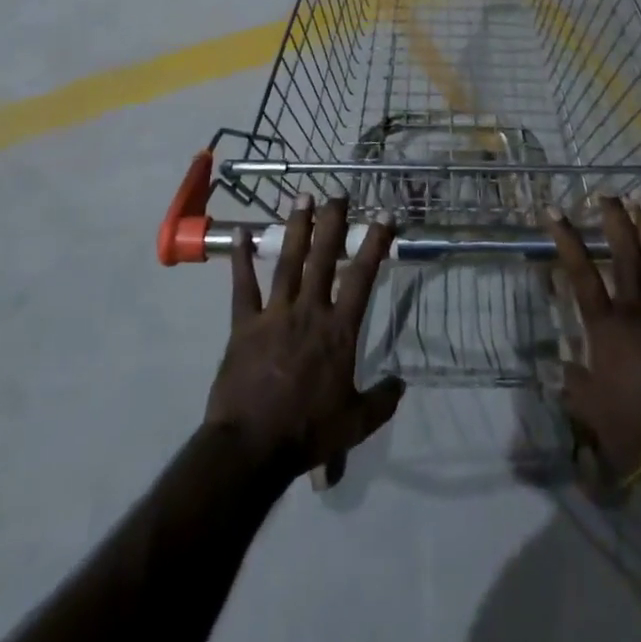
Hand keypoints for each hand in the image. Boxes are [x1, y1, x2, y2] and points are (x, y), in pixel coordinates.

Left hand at [205, 197, 403, 484]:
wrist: (251, 447)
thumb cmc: (307, 433)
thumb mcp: (356, 424)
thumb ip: (381, 400)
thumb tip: (401, 383)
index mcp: (339, 330)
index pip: (362, 277)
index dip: (375, 244)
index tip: (384, 215)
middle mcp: (309, 310)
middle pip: (324, 257)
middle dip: (332, 223)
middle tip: (338, 194)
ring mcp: (274, 313)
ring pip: (288, 261)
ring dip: (296, 228)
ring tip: (302, 198)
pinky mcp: (244, 324)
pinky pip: (243, 286)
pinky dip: (241, 259)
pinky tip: (239, 233)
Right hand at [544, 197, 640, 481]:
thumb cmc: (635, 430)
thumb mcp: (591, 412)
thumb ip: (575, 385)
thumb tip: (559, 367)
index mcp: (605, 327)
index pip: (580, 273)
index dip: (566, 239)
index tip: (553, 211)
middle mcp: (636, 309)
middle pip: (623, 253)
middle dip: (614, 221)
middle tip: (607, 195)